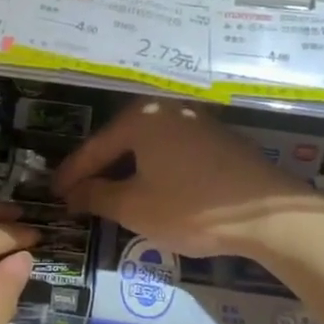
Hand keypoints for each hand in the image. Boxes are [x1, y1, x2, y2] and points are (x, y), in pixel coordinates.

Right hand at [54, 100, 323, 258]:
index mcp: (140, 119)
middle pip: (121, 141)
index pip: (95, 148)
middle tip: (78, 193)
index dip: (72, 174)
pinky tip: (152, 187)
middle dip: (99, 169)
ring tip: (110, 193)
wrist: (269, 213)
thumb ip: (98, 196)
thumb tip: (74, 193)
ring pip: (148, 146)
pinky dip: (154, 168)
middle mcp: (166, 110)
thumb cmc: (192, 207)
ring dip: (127, 169)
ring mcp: (195, 121)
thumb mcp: (135, 207)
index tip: (54, 194)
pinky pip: (171, 150)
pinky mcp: (218, 139)